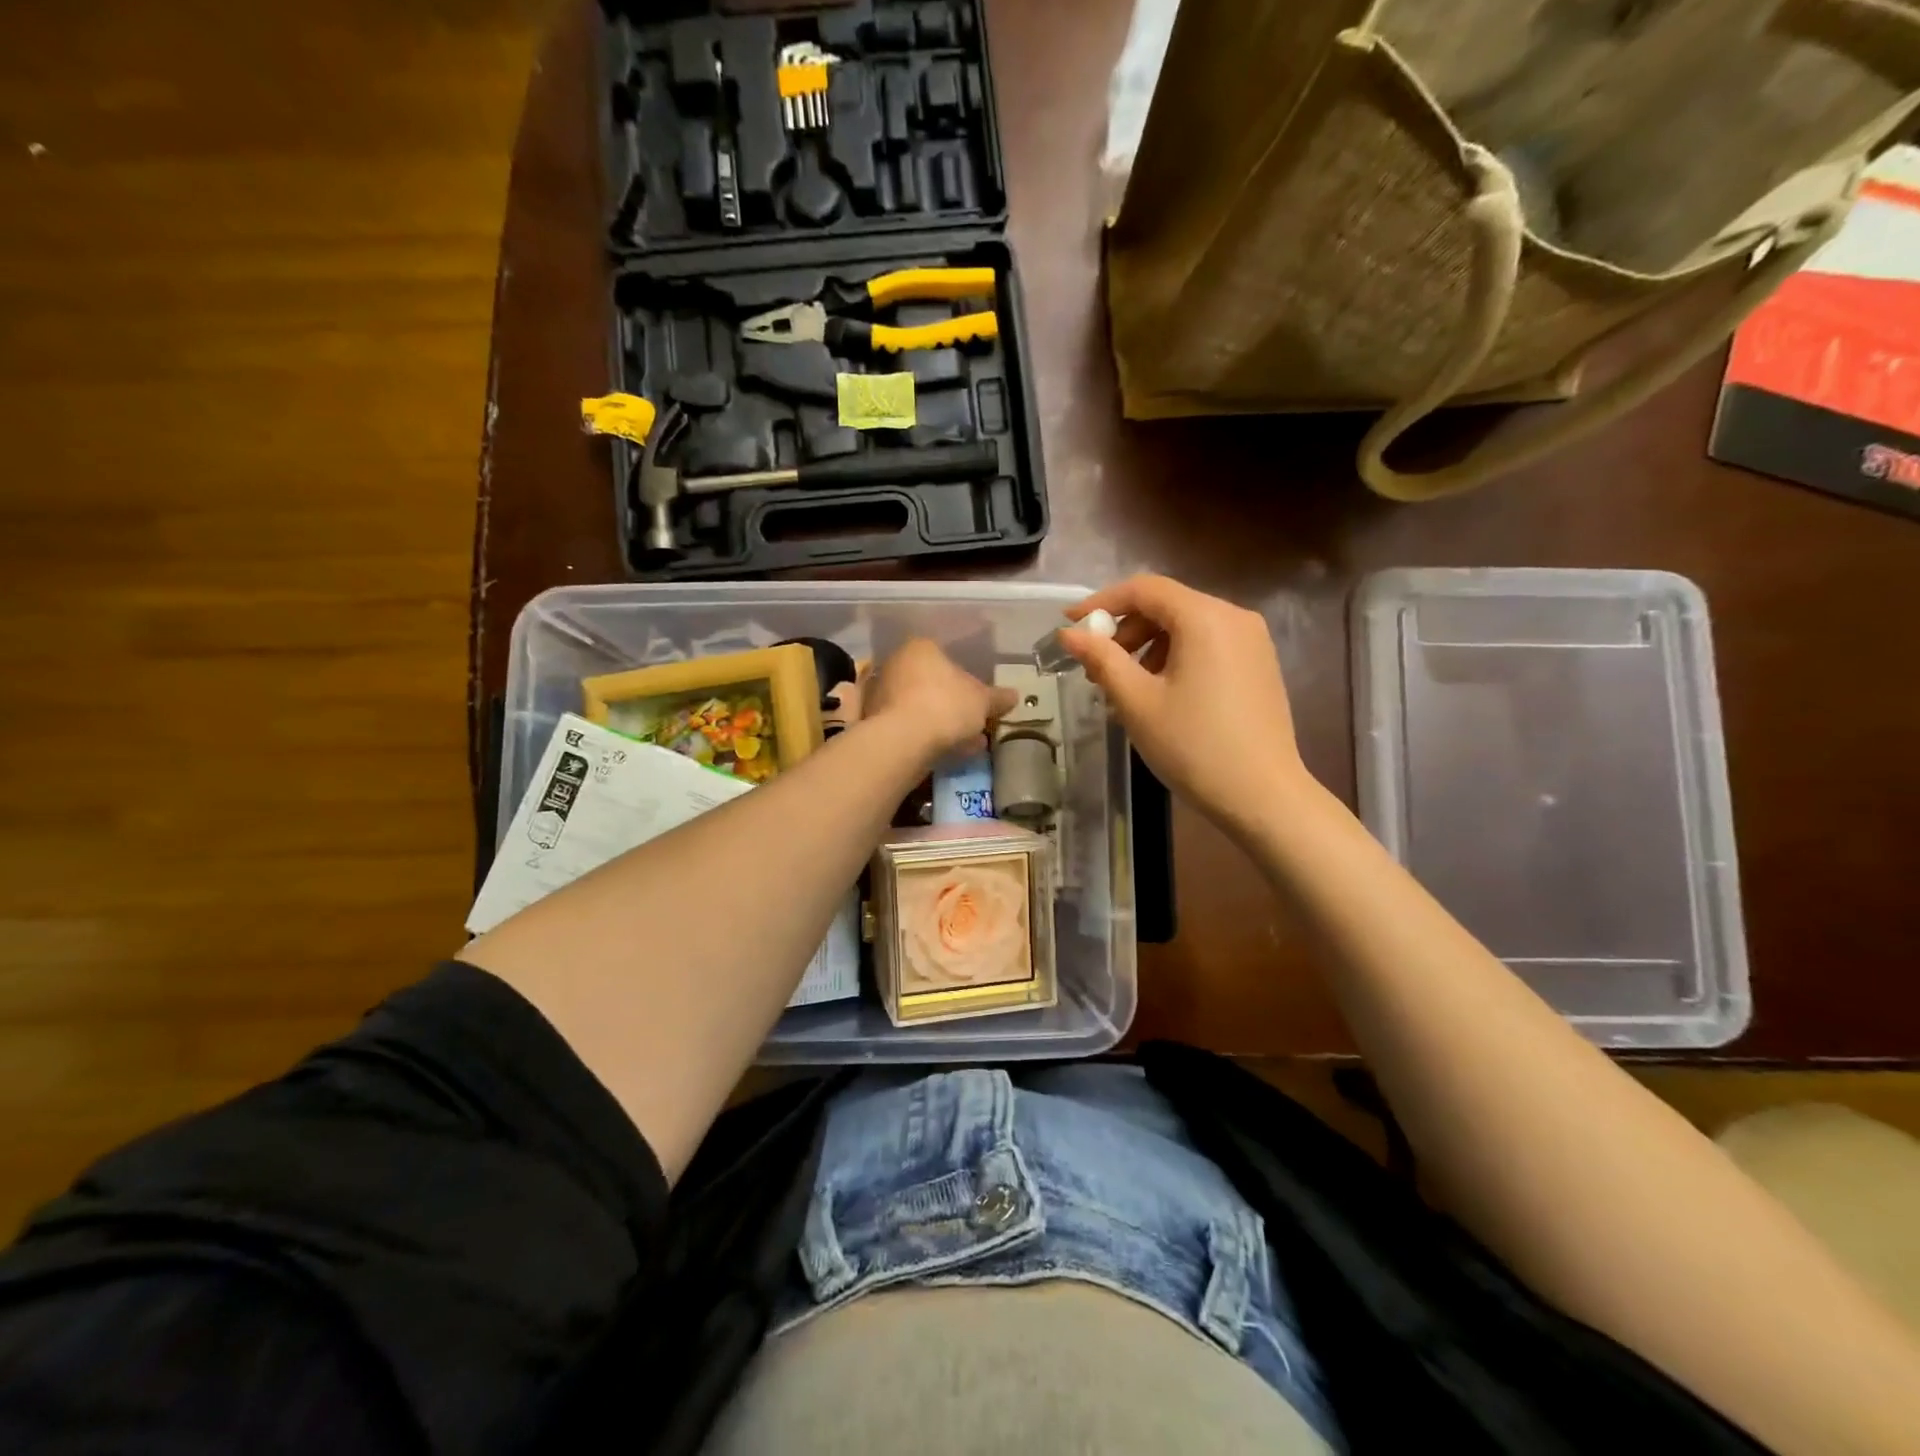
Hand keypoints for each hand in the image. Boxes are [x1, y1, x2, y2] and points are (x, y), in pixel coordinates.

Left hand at [863, 638, 1016, 761]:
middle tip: (973, 722)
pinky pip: (909, 726)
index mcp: (921, 648)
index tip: (979, 699)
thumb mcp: (982, 701)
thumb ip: (997, 698)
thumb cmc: (947, 705)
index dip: (966, 679)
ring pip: (920, 706)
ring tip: (967, 743)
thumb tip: (1014, 696)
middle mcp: (895, 664)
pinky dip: (926, 736)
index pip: (946, 657)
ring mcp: (880, 693)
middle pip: (931, 682)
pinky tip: (947, 752)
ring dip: (941, 722)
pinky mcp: (873, 722)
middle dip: (953, 703)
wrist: (904, 740)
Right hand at [1059, 576, 1306, 831]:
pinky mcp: (1260, 665)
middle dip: (1125, 631)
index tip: (1071, 625)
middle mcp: (1234, 617)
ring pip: (1187, 627)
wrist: (1262, 796)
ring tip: (1126, 689)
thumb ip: (1101, 659)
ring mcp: (1253, 641)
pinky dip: (1176, 658)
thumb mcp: (1136, 701)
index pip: (1144, 589)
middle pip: (1167, 606)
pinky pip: (1208, 646)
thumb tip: (1069, 633)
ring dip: (1148, 647)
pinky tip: (1161, 695)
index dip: (1102, 602)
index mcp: (1204, 618)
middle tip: (1097, 669)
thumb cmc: (1193, 745)